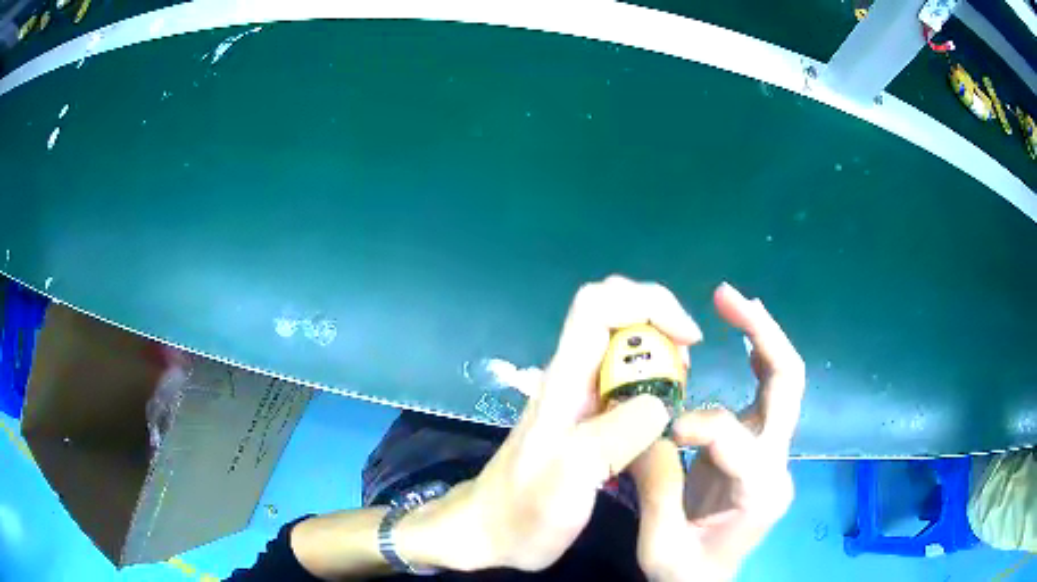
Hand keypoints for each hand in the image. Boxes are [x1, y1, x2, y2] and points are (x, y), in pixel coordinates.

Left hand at [411, 276, 702, 571]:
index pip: (598, 305)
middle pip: (613, 313)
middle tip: (686, 366)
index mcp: (565, 380)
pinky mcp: (585, 418)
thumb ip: (618, 435)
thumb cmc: (523, 510)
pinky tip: (663, 412)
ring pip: (622, 345)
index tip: (687, 339)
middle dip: (659, 322)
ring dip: (659, 352)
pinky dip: (653, 381)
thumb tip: (661, 402)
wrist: (489, 531)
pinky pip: (625, 380)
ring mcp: (578, 396)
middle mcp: (572, 377)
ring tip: (681, 387)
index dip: (647, 303)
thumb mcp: (571, 477)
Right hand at [631, 282, 805, 581]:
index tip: (661, 431)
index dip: (696, 422)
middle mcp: (778, 463)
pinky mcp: (760, 447)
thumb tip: (645, 429)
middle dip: (762, 334)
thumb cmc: (686, 572)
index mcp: (760, 492)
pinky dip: (755, 357)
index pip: (736, 436)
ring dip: (761, 335)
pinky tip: (739, 336)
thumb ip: (655, 489)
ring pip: (783, 381)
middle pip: (788, 385)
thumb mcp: (660, 545)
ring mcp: (773, 452)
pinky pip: (765, 392)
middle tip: (727, 297)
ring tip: (732, 302)